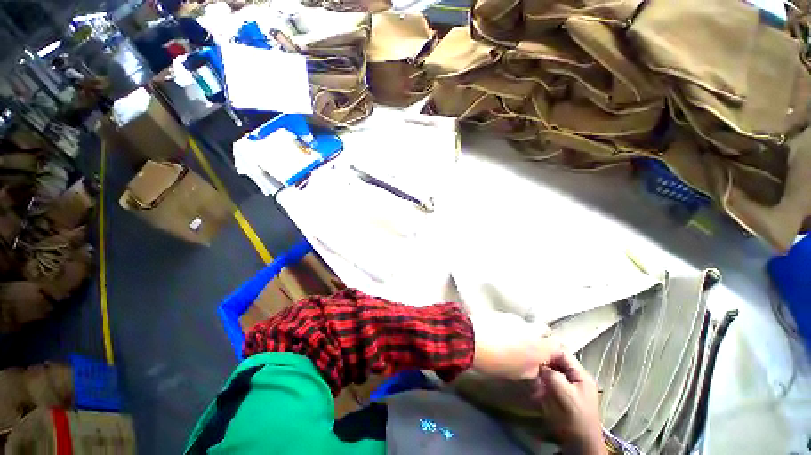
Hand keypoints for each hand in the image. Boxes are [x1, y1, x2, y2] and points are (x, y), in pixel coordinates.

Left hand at [469, 311, 559, 379]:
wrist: (472, 338)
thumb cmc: (498, 361)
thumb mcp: (519, 373)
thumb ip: (533, 370)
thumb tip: (536, 368)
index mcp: (540, 346)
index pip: (559, 345)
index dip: (555, 352)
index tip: (549, 360)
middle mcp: (531, 328)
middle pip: (544, 330)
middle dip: (541, 339)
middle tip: (531, 350)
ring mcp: (515, 318)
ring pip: (525, 325)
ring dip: (523, 333)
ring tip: (510, 344)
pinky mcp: (501, 313)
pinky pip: (511, 321)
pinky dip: (509, 328)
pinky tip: (499, 335)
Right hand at [538, 351, 605, 454]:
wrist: (579, 442)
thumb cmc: (573, 416)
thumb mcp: (562, 392)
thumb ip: (551, 374)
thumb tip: (539, 363)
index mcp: (581, 375)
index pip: (563, 354)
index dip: (548, 350)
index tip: (533, 349)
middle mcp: (577, 378)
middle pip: (559, 362)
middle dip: (545, 359)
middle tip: (529, 359)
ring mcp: (571, 387)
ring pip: (555, 370)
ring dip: (544, 369)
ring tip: (530, 367)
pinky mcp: (564, 395)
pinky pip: (553, 380)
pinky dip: (544, 378)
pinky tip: (535, 379)